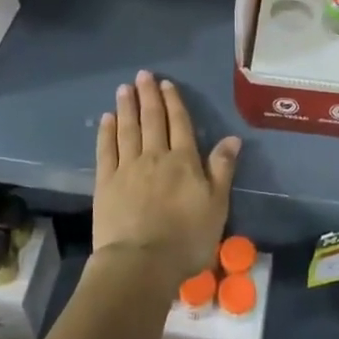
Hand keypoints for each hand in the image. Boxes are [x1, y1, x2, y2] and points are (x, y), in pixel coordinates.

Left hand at [93, 71, 239, 283]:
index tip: (166, 84)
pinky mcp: (105, 183)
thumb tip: (232, 137)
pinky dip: (106, 132)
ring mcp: (127, 168)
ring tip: (124, 88)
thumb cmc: (186, 238)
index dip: (174, 102)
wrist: (141, 263)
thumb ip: (222, 169)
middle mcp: (155, 156)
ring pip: (128, 129)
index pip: (179, 124)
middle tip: (143, 75)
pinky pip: (106, 150)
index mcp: (184, 161)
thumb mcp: (217, 205)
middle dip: (148, 96)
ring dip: (127, 107)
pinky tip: (107, 119)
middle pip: (152, 120)